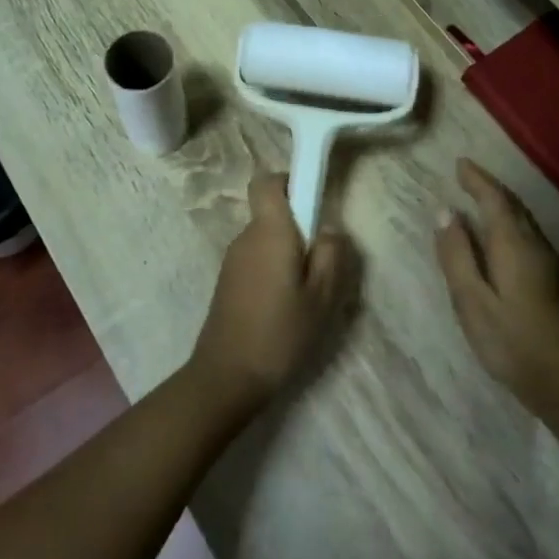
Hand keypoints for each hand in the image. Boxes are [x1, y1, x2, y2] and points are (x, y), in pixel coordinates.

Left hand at [189, 173, 349, 416]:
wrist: (227, 377)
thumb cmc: (280, 334)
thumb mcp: (322, 298)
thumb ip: (331, 255)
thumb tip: (330, 228)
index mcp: (269, 232)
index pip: (267, 181)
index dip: (289, 181)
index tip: (312, 200)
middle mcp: (246, 237)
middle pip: (271, 212)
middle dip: (299, 227)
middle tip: (323, 261)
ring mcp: (232, 260)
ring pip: (266, 239)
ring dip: (287, 252)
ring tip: (308, 292)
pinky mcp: (228, 282)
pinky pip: (256, 259)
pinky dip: (274, 270)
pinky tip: (286, 306)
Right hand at [435, 158, 558, 414]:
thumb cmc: (511, 340)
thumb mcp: (471, 299)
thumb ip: (456, 254)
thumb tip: (445, 212)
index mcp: (512, 243)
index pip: (494, 199)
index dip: (477, 179)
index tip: (460, 164)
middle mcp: (534, 244)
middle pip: (513, 205)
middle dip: (490, 188)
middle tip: (468, 177)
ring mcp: (549, 263)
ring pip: (523, 221)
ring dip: (502, 205)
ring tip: (481, 200)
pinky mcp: (554, 281)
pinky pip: (528, 236)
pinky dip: (510, 224)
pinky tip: (502, 239)